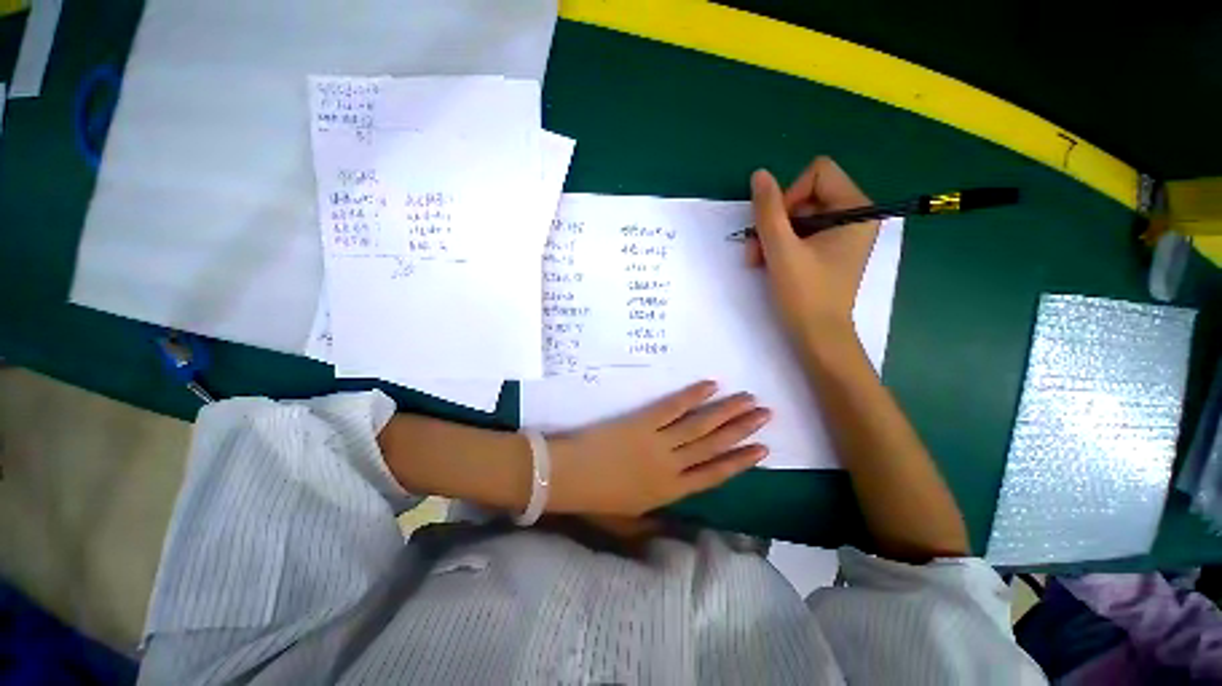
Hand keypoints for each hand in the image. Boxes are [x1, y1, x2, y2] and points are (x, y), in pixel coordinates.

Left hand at [546, 381, 769, 516]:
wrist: (567, 477)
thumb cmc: (596, 501)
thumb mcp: (628, 522)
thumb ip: (655, 523)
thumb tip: (678, 526)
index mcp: (670, 491)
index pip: (715, 475)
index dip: (741, 462)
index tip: (763, 449)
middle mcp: (672, 465)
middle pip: (714, 445)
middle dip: (742, 430)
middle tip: (766, 414)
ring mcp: (658, 441)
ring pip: (700, 425)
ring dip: (726, 411)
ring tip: (749, 399)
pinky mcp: (643, 421)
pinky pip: (672, 407)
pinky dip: (692, 395)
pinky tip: (710, 385)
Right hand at [747, 156, 879, 340]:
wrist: (817, 335)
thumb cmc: (804, 293)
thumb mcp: (781, 248)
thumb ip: (768, 209)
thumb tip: (759, 174)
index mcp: (857, 209)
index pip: (818, 173)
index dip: (790, 195)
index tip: (778, 227)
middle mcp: (855, 216)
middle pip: (806, 195)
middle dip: (776, 221)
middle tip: (757, 249)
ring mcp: (842, 234)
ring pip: (798, 215)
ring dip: (772, 235)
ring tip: (758, 260)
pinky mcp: (830, 249)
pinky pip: (801, 232)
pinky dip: (781, 244)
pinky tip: (768, 263)